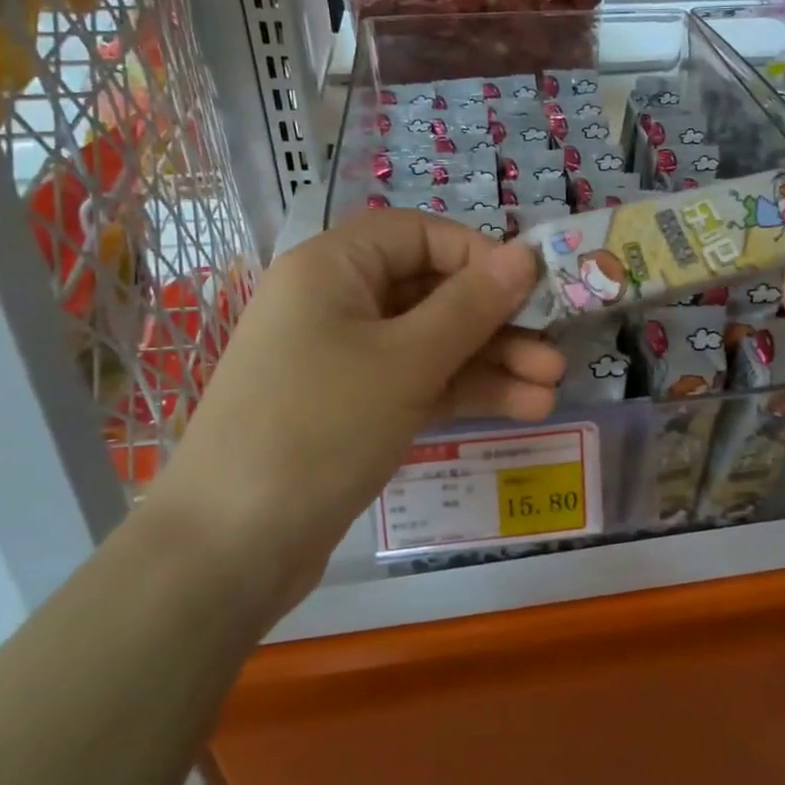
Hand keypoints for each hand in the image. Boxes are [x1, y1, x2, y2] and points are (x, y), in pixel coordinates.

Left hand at [159, 210, 562, 607]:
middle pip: (432, 291)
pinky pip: (419, 382)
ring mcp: (345, 359)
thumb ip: (471, 305)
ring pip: (432, 343)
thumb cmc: (319, 427)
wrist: (229, 550)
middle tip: (555, 348)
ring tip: (552, 387)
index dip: (478, 254)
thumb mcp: (406, 361)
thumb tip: (525, 255)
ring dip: (492, 361)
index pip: (419, 234)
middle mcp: (338, 303)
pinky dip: (466, 392)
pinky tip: (523, 408)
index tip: (530, 287)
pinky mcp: (355, 408)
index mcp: (333, 268)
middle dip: (497, 320)